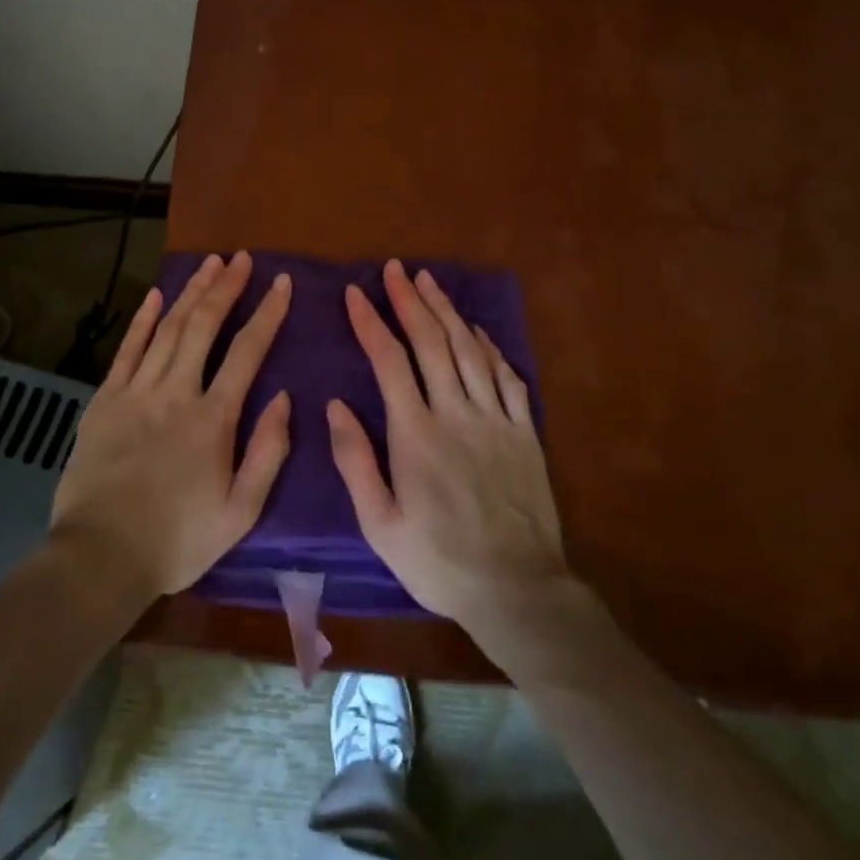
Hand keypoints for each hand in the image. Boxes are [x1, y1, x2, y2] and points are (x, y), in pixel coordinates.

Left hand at [50, 251, 292, 602]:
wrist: (101, 557)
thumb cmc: (178, 540)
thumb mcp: (241, 512)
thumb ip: (268, 452)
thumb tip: (285, 398)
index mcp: (213, 419)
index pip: (247, 352)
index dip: (267, 313)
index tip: (281, 282)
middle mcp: (176, 393)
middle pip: (204, 326)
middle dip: (226, 287)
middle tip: (242, 258)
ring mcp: (136, 393)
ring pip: (168, 329)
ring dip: (190, 293)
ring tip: (210, 263)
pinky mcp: (104, 401)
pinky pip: (127, 350)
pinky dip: (143, 320)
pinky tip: (156, 295)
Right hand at [328, 260, 572, 628]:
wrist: (517, 589)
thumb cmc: (438, 561)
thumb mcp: (380, 524)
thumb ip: (355, 461)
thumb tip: (335, 405)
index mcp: (416, 435)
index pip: (389, 361)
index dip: (371, 322)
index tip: (356, 293)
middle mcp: (456, 413)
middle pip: (432, 342)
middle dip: (410, 301)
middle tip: (396, 270)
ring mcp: (495, 419)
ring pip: (469, 349)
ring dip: (447, 311)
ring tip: (429, 282)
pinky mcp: (524, 432)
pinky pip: (506, 376)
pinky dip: (489, 346)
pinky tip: (476, 330)